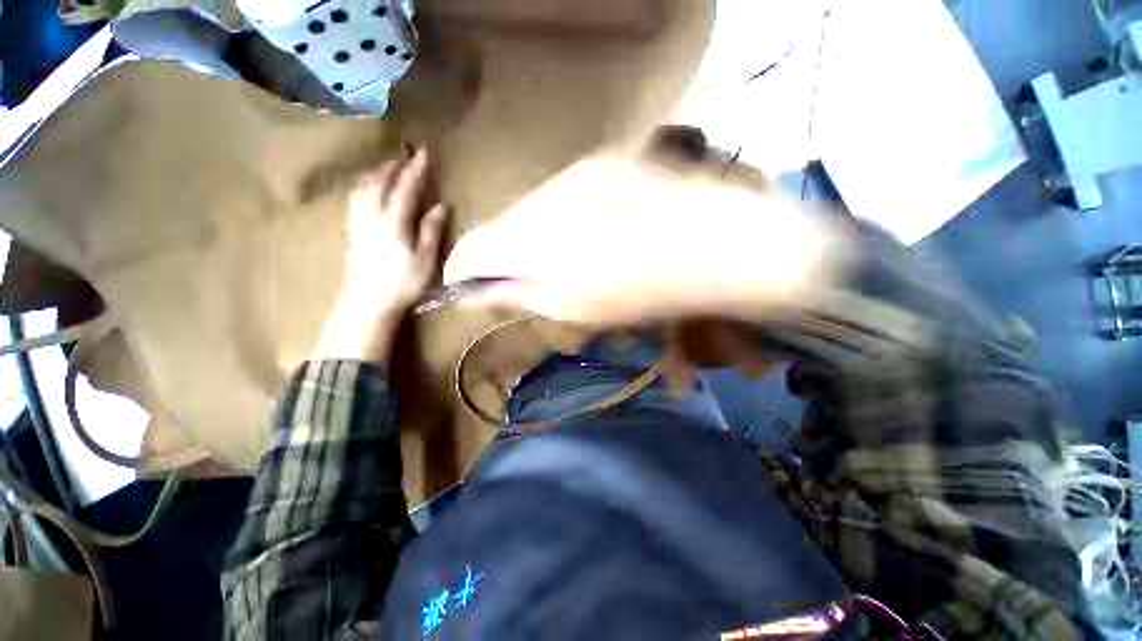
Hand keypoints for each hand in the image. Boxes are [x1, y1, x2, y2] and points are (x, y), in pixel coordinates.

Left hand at [316, 147, 447, 367]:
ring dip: (376, 173)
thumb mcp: (425, 259)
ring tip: (387, 167)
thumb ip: (431, 230)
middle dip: (394, 166)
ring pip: (364, 188)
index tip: (424, 152)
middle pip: (380, 182)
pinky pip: (355, 199)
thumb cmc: (403, 283)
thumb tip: (441, 206)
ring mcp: (359, 223)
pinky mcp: (352, 231)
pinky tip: (367, 189)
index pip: (406, 188)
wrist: (367, 302)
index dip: (416, 169)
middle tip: (405, 156)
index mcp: (394, 222)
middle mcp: (373, 216)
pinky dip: (363, 186)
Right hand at [444, 154, 843, 325]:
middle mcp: (543, 196)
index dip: (461, 271)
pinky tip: (593, 232)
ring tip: (569, 258)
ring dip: (533, 235)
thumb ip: (515, 295)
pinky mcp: (602, 161)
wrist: (715, 245)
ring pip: (530, 207)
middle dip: (502, 255)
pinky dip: (561, 216)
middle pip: (499, 225)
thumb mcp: (572, 307)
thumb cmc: (642, 293)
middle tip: (527, 281)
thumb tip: (470, 293)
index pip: (469, 248)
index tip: (468, 289)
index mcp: (531, 239)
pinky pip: (561, 193)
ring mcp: (575, 173)